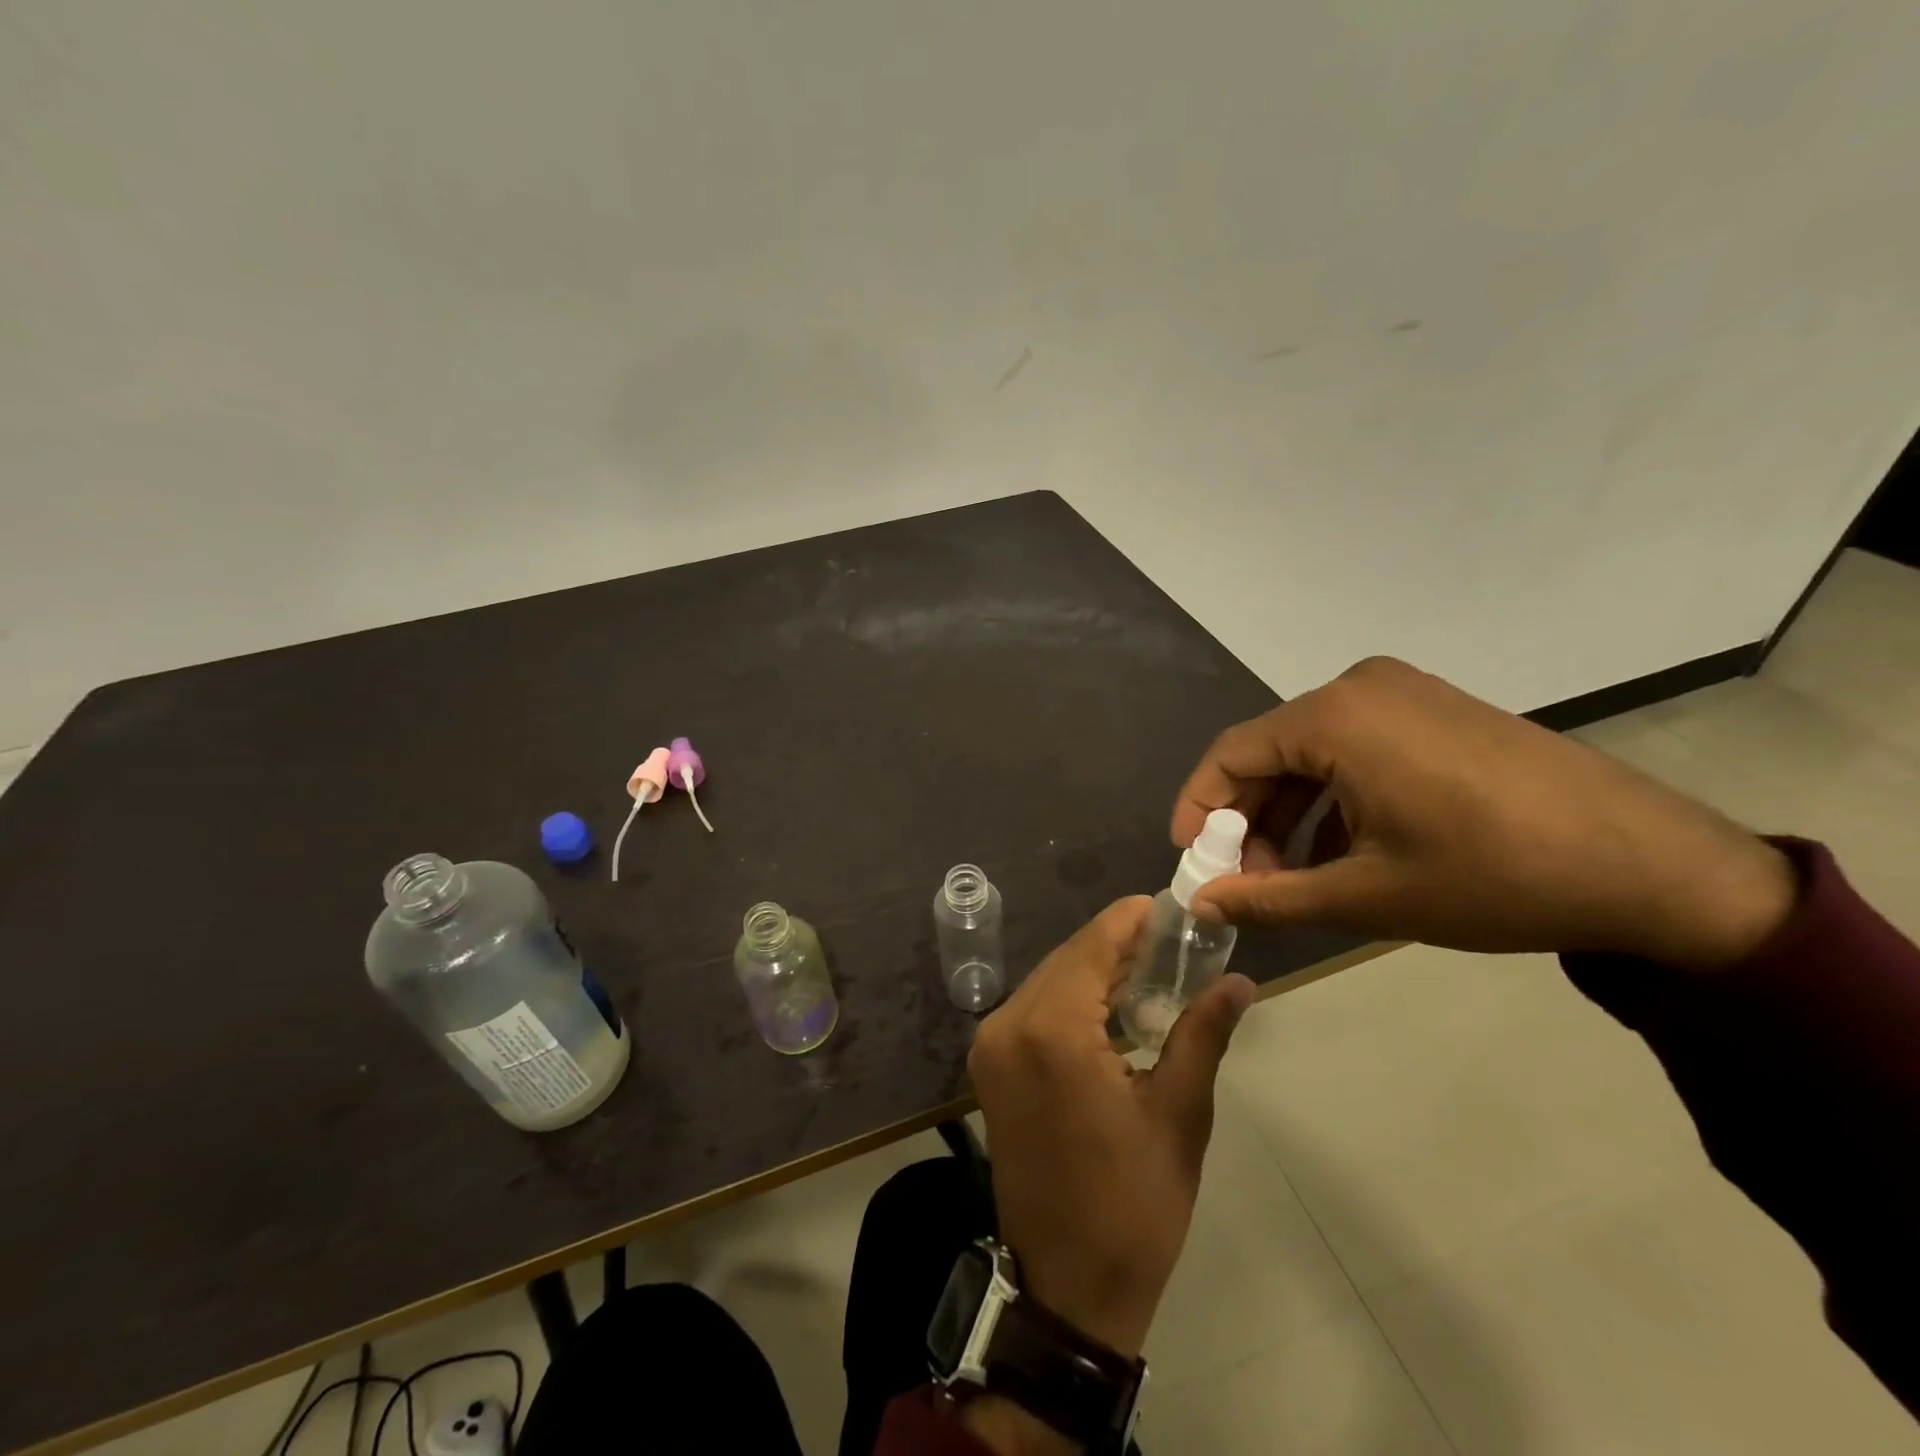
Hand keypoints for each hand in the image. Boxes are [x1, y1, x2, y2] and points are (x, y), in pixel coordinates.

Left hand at [967, 898, 1255, 1359]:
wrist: (1065, 1287)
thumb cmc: (1131, 1205)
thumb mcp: (1178, 1115)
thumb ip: (1202, 1034)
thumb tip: (1239, 980)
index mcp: (1052, 1030)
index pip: (1093, 945)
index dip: (1131, 919)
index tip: (1169, 906)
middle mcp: (1008, 1022)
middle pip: (1068, 957)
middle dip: (1118, 944)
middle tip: (1173, 942)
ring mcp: (991, 1043)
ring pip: (1049, 978)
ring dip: (1095, 969)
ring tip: (1152, 969)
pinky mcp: (989, 1064)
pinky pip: (1034, 1007)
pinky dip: (1072, 997)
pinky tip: (1112, 1005)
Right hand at [1173, 656, 1795, 969]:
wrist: (1655, 867)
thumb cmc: (1494, 875)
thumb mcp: (1367, 896)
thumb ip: (1268, 898)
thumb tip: (1200, 905)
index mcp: (1334, 716)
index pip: (1231, 754)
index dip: (1198, 808)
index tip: (1191, 861)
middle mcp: (1361, 688)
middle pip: (1271, 752)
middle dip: (1248, 819)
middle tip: (1244, 881)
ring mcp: (1404, 695)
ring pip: (1313, 754)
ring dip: (1291, 815)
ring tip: (1291, 878)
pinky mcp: (1437, 711)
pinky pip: (1356, 749)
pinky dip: (1334, 799)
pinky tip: (1343, 852)